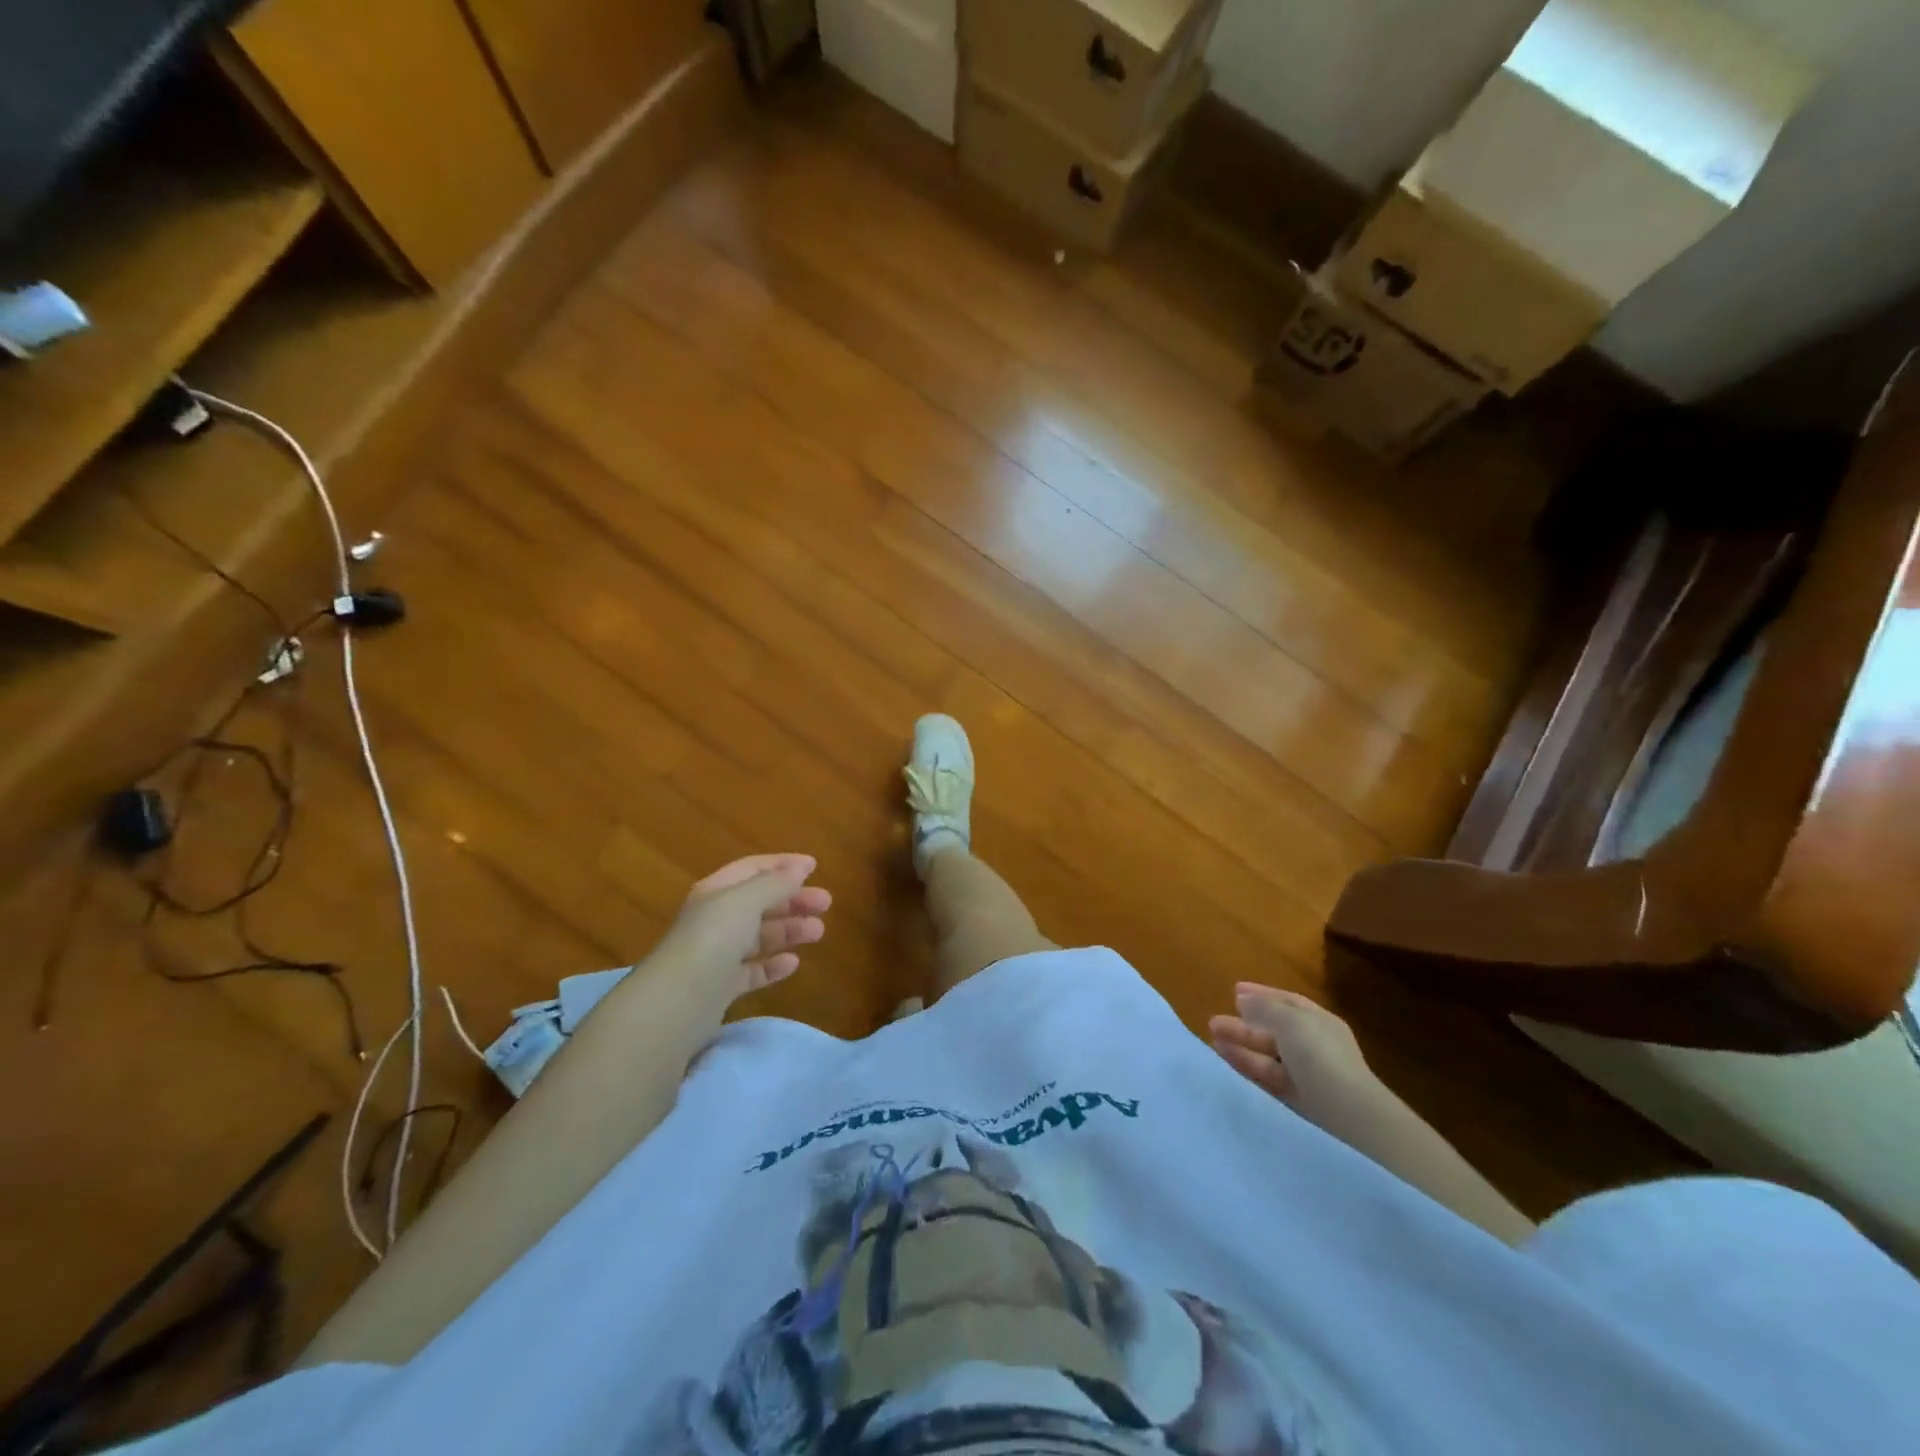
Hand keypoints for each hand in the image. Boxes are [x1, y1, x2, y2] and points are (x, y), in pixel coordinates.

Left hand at [650, 854, 832, 1004]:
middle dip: (793, 900)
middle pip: (760, 902)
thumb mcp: (746, 900)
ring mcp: (717, 954)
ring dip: (790, 930)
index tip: (815, 867)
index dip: (783, 865)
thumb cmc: (713, 939)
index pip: (753, 869)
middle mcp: (716, 919)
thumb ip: (775, 883)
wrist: (677, 1002)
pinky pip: (753, 970)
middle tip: (826, 903)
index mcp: (717, 892)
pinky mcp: (721, 987)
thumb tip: (800, 868)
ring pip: (760, 936)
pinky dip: (773, 965)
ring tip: (818, 932)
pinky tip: (792, 964)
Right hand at [1208, 984, 1374, 1123]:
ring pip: (1267, 1055)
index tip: (1234, 991)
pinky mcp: (1296, 1100)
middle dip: (1244, 1024)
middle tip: (1214, 1022)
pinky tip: (1226, 1061)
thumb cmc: (1320, 1056)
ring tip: (1213, 1040)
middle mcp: (1313, 1046)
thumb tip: (1243, 998)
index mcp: (1318, 1022)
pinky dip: (1247, 1067)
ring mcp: (1306, 1075)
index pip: (1287, 1003)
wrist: (1348, 1115)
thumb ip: (1264, 1007)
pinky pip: (1266, 1078)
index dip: (1261, 994)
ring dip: (1241, 1045)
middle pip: (1274, 1030)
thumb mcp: (1290, 1020)